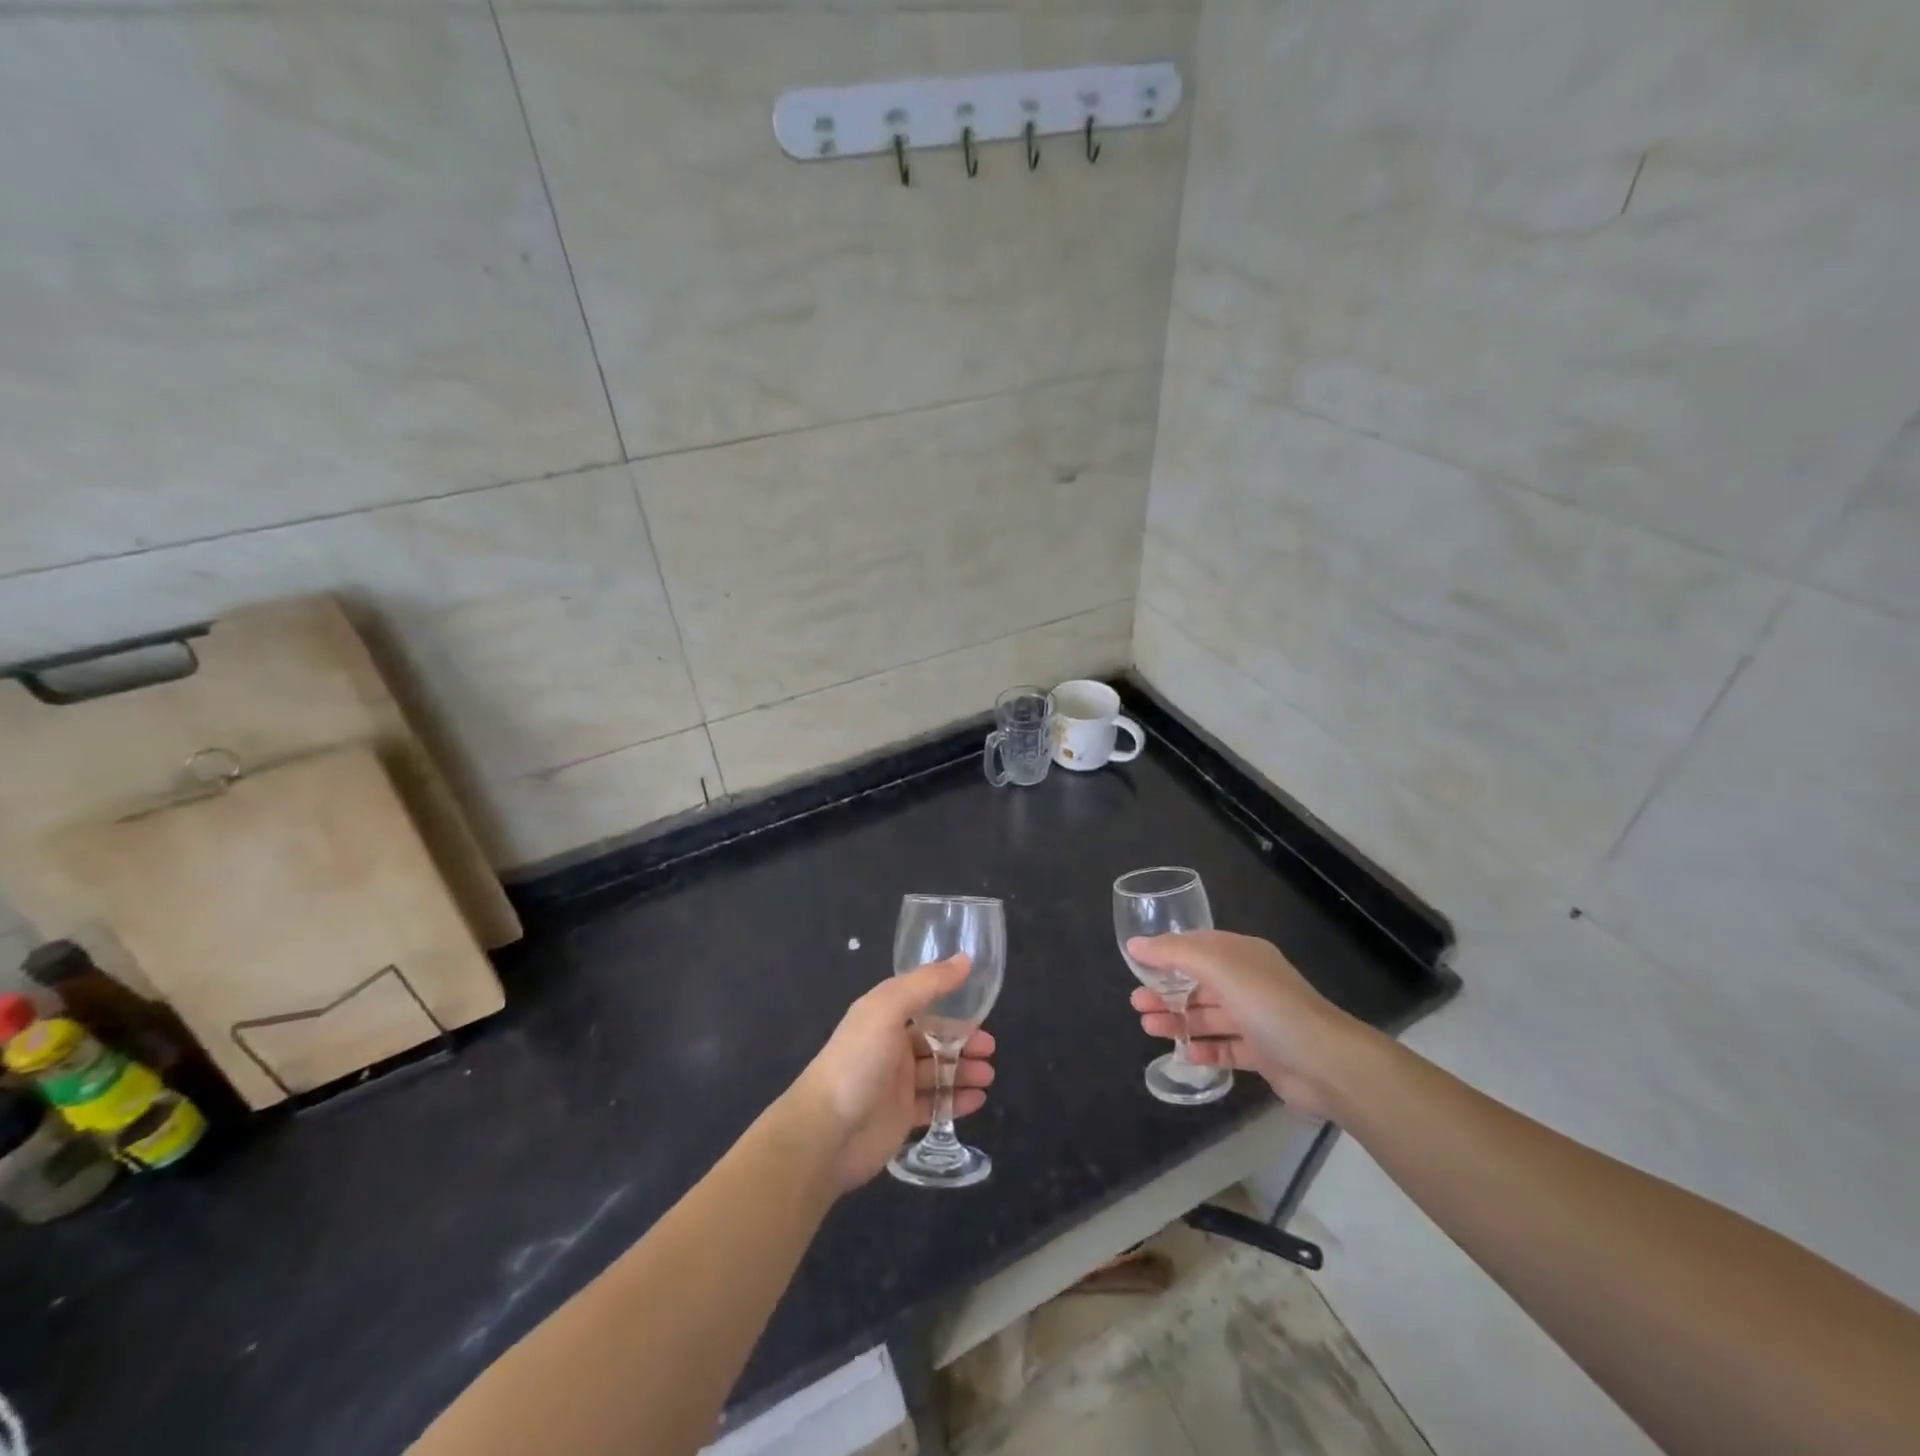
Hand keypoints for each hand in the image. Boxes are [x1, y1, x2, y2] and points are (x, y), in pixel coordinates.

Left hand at [787, 956, 996, 1190]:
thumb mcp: (889, 1009)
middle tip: (990, 1049)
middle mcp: (890, 1045)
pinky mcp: (901, 1117)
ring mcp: (896, 1083)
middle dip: (964, 1041)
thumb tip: (965, 959)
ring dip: (964, 1071)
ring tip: (988, 1075)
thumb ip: (928, 983)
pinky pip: (935, 1104)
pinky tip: (978, 1100)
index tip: (982, 1008)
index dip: (952, 1004)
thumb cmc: (858, 1061)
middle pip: (935, 1038)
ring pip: (938, 1071)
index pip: (924, 1003)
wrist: (826, 1132)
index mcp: (884, 1016)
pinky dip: (957, 1101)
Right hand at [1128, 930, 1368, 1117]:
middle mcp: (1250, 983)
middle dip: (1166, 991)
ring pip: (1209, 1016)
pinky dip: (1204, 1049)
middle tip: (1136, 1003)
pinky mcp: (1263, 1054)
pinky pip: (1226, 1048)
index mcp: (1242, 955)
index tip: (1137, 965)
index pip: (1198, 946)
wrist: (1327, 1063)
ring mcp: (1257, 1019)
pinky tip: (1184, 1055)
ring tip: (1148, 1027)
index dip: (1167, 953)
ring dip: (1179, 1020)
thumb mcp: (1219, 968)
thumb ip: (1175, 954)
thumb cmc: (1270, 1006)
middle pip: (1199, 983)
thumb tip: (1135, 945)